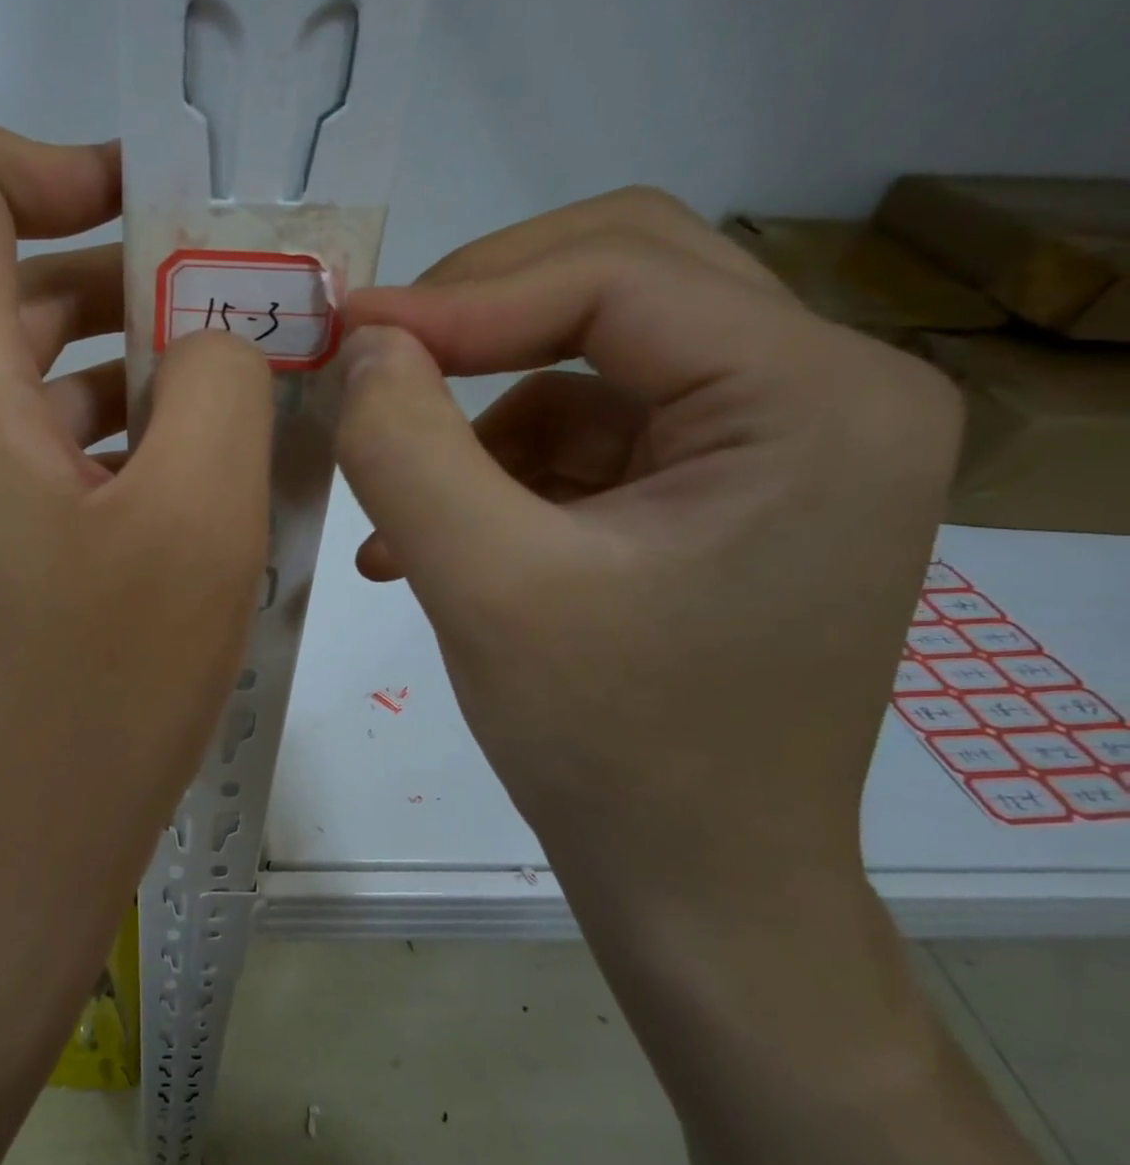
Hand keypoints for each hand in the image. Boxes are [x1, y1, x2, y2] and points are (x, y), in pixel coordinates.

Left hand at [0, 109, 271, 1021]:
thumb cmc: (95, 697)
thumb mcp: (197, 522)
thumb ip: (220, 384)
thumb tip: (214, 336)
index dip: (58, 159)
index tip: (165, 219)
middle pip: (15, 283)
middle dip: (136, 280)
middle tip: (248, 323)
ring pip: (38, 383)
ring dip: (138, 376)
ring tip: (245, 414)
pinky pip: (40, 462)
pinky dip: (114, 451)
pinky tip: (196, 499)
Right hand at [334, 188, 962, 925]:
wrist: (692, 886)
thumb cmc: (608, 749)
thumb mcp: (483, 588)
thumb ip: (405, 447)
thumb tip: (361, 347)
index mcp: (814, 400)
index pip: (617, 278)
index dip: (462, 296)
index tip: (345, 332)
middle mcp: (821, 397)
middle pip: (621, 282)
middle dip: (477, 319)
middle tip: (376, 364)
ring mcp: (768, 446)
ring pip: (587, 364)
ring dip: (473, 423)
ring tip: (398, 515)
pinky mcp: (711, 494)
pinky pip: (584, 437)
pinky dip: (495, 473)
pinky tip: (431, 546)